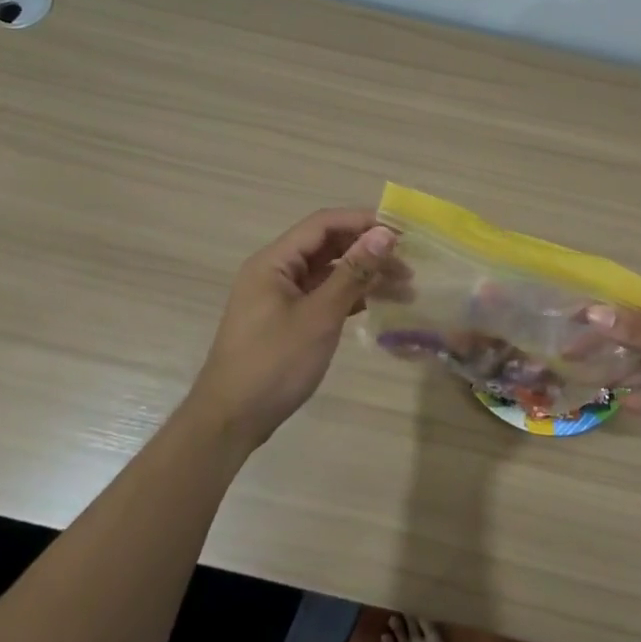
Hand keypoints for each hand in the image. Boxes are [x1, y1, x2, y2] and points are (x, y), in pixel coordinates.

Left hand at [185, 209, 396, 449]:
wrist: (231, 419)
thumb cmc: (274, 363)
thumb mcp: (319, 316)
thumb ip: (353, 272)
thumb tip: (384, 234)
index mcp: (274, 262)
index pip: (323, 224)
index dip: (362, 221)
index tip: (401, 232)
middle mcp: (275, 272)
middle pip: (327, 246)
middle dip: (368, 250)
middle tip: (409, 263)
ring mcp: (280, 297)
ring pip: (328, 273)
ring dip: (364, 275)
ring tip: (405, 288)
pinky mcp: (287, 321)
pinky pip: (323, 296)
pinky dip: (350, 297)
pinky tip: (379, 304)